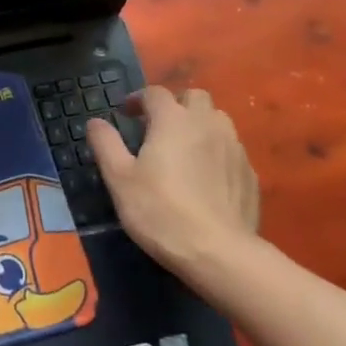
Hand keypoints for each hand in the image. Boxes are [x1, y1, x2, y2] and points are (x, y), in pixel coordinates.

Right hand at [85, 86, 260, 275]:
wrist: (217, 252)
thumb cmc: (159, 210)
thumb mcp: (119, 178)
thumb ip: (106, 144)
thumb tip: (95, 122)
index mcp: (173, 120)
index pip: (155, 93)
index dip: (138, 99)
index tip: (126, 114)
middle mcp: (207, 124)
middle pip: (194, 97)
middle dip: (175, 104)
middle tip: (158, 128)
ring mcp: (234, 147)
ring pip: (218, 120)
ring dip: (199, 125)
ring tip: (184, 149)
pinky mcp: (250, 173)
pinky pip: (231, 149)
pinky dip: (216, 152)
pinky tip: (206, 177)